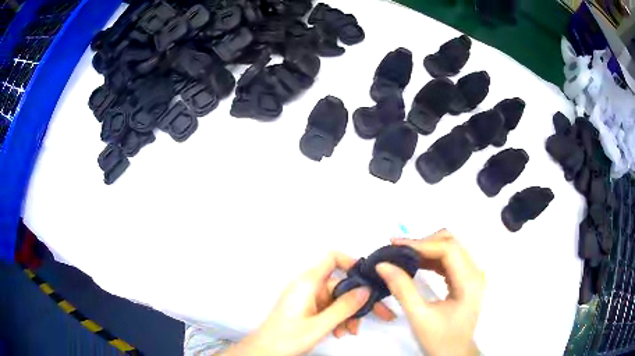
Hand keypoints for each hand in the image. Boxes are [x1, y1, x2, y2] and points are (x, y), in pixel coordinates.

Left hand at [223, 252, 395, 355]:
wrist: (265, 351)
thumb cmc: (286, 338)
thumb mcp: (320, 325)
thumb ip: (344, 307)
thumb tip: (365, 290)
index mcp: (307, 283)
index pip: (332, 259)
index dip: (351, 263)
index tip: (368, 278)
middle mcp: (308, 287)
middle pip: (340, 284)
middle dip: (358, 300)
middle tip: (379, 313)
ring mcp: (308, 298)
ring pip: (337, 299)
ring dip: (348, 314)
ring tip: (351, 331)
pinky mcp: (308, 309)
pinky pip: (329, 308)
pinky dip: (338, 318)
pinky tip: (341, 332)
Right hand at [376, 230, 484, 355]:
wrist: (454, 353)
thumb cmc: (440, 339)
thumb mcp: (419, 316)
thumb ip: (402, 289)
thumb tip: (383, 265)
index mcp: (469, 281)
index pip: (448, 249)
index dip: (421, 244)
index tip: (396, 245)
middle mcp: (475, 273)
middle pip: (451, 243)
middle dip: (423, 243)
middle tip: (397, 249)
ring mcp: (471, 275)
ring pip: (450, 248)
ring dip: (426, 249)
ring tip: (402, 255)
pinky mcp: (465, 279)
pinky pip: (448, 260)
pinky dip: (431, 258)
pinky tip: (415, 263)